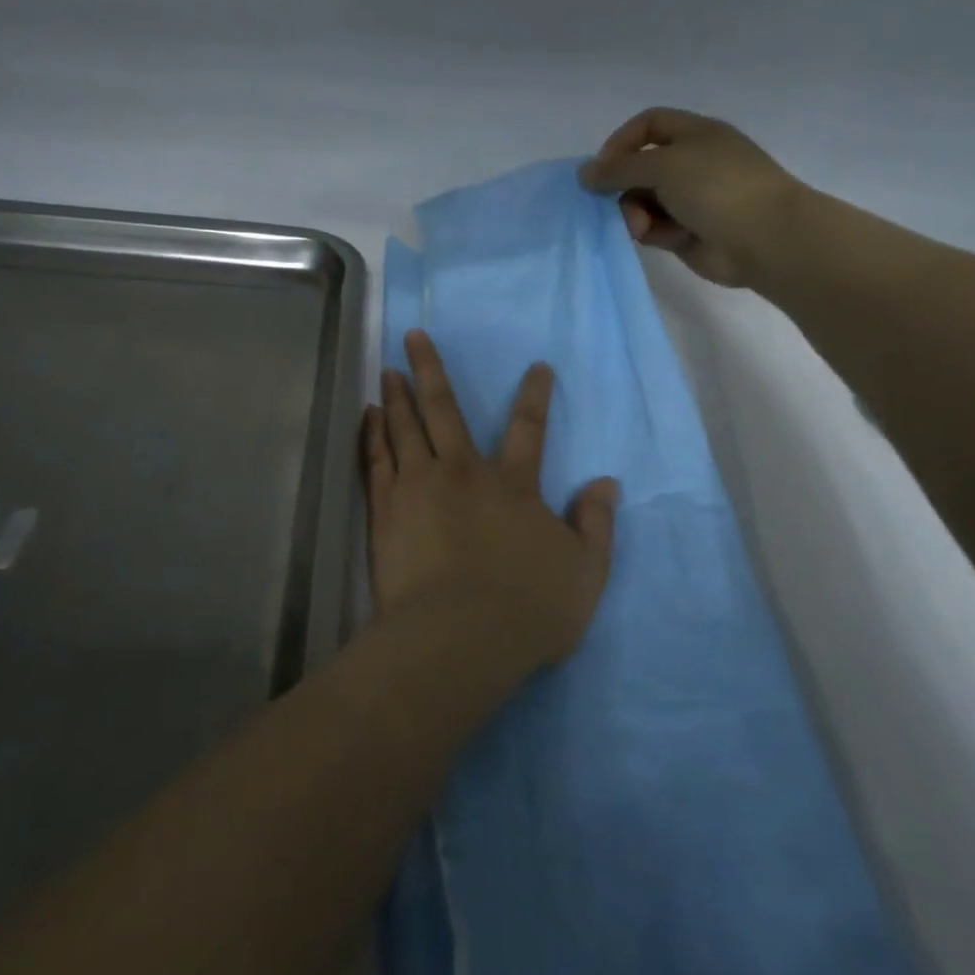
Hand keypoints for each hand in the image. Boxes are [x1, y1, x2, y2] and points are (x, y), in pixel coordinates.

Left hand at [364, 331, 617, 673]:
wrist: (458, 637)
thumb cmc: (528, 608)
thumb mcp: (585, 572)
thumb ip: (596, 525)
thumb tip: (606, 484)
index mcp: (513, 486)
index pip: (529, 429)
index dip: (534, 396)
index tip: (536, 367)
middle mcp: (464, 474)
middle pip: (445, 410)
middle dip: (431, 370)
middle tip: (413, 336)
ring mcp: (419, 487)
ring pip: (405, 428)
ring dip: (397, 395)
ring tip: (387, 369)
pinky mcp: (386, 510)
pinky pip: (377, 459)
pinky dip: (373, 434)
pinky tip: (368, 416)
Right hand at [577, 107, 806, 287]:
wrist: (765, 239)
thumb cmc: (718, 188)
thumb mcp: (664, 165)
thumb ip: (619, 169)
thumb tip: (584, 173)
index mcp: (695, 135)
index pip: (648, 125)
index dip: (621, 142)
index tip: (602, 167)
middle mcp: (691, 163)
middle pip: (639, 167)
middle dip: (623, 186)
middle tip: (612, 202)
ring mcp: (690, 199)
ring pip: (642, 201)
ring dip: (634, 213)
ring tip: (641, 228)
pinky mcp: (686, 231)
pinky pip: (653, 227)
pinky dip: (649, 232)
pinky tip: (658, 238)